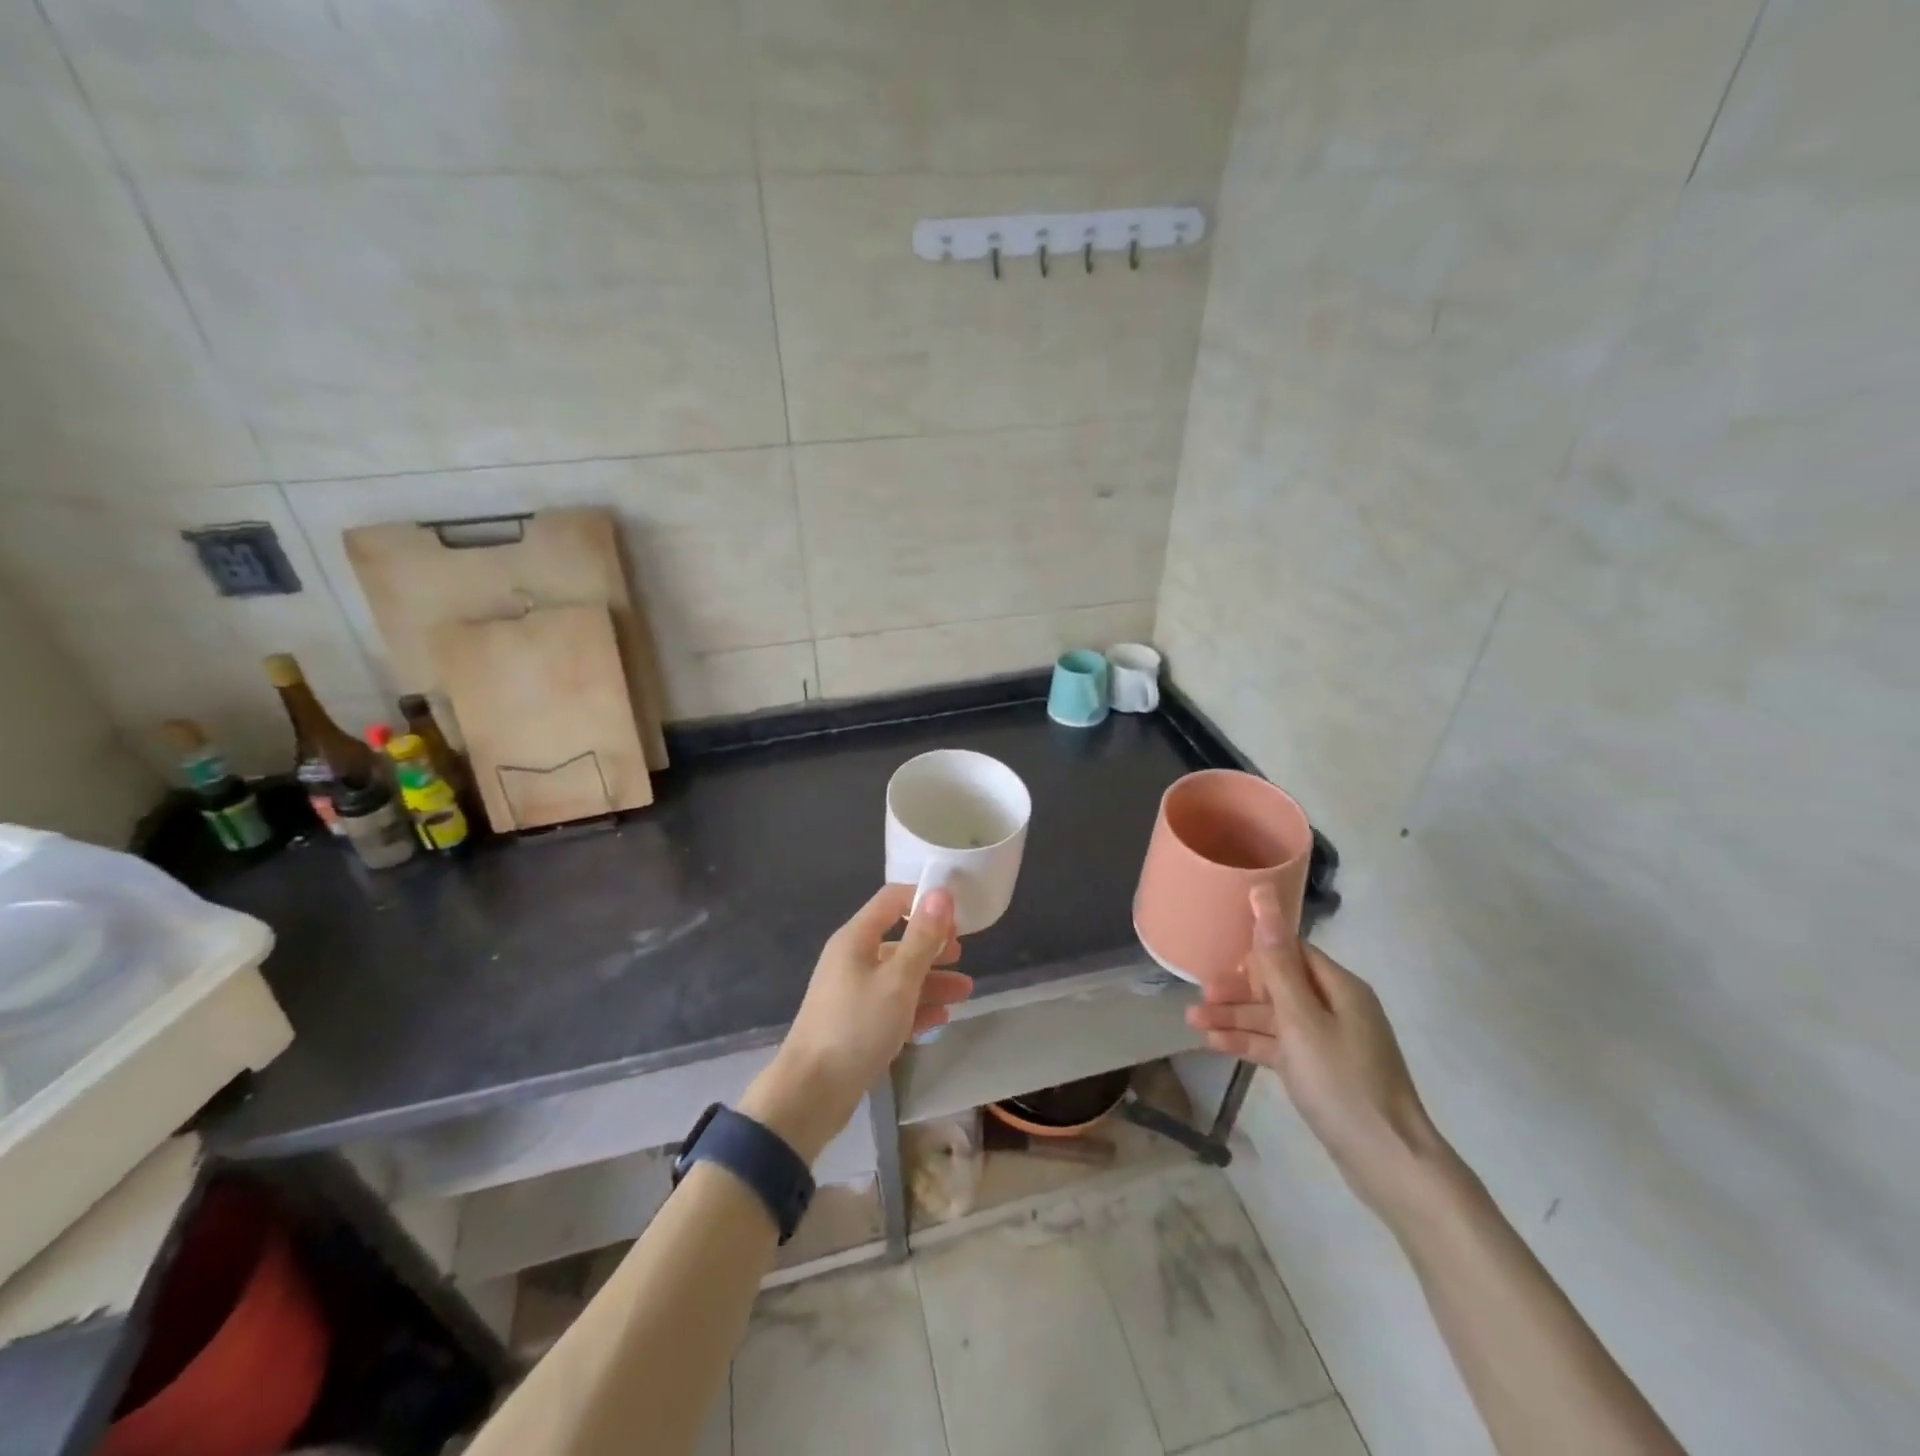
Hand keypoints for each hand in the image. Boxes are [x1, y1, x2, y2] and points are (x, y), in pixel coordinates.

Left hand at [741, 886, 971, 1162]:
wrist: (811, 1093)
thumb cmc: (857, 1026)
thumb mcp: (898, 980)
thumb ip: (922, 937)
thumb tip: (941, 892)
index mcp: (856, 938)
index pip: (892, 900)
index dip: (924, 900)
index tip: (957, 916)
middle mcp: (851, 959)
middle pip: (898, 940)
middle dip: (932, 946)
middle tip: (962, 956)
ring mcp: (851, 993)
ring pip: (898, 976)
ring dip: (931, 980)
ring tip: (965, 992)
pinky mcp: (855, 1025)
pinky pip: (891, 1006)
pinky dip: (915, 1008)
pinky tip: (941, 1018)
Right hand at [1186, 886, 1456, 1226]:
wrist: (1388, 1163)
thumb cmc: (1342, 1083)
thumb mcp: (1302, 1020)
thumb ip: (1277, 963)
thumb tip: (1264, 898)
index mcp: (1340, 987)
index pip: (1292, 952)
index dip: (1256, 954)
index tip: (1221, 962)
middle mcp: (1337, 1008)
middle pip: (1279, 985)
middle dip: (1239, 989)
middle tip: (1202, 997)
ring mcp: (1330, 1042)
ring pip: (1274, 1018)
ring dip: (1236, 1017)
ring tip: (1193, 1022)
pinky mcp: (1321, 1071)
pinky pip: (1279, 1046)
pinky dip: (1250, 1043)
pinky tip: (1215, 1045)